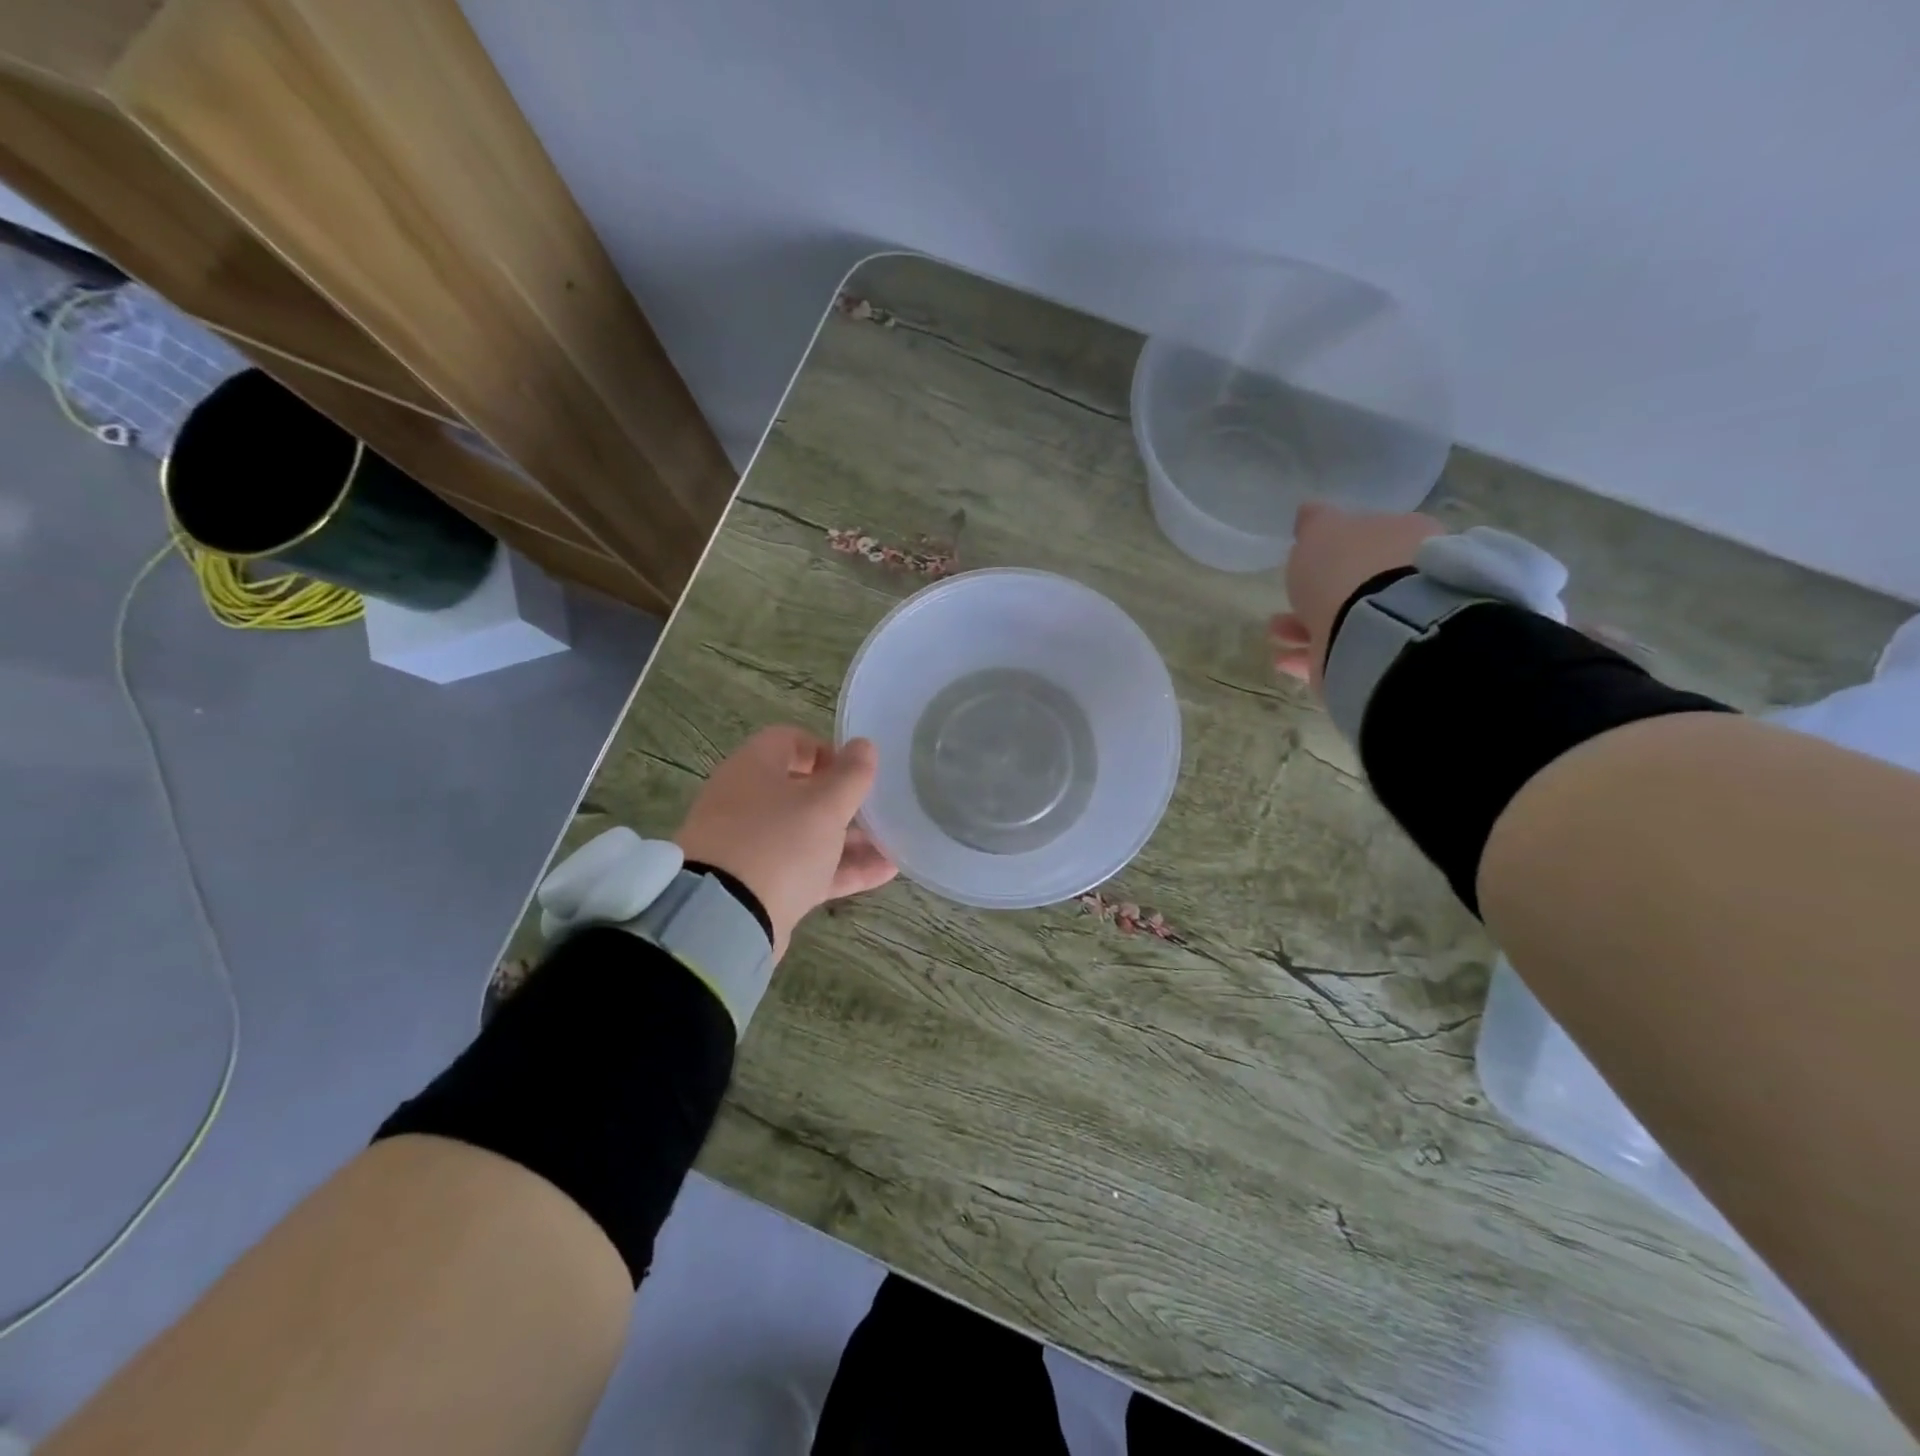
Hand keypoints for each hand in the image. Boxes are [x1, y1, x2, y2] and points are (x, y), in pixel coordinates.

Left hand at [674, 726, 896, 959]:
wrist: (725, 918)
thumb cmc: (778, 842)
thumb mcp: (825, 804)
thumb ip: (851, 775)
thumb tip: (864, 745)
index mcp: (754, 768)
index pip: (790, 740)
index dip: (826, 750)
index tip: (857, 771)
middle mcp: (747, 801)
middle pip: (800, 790)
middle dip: (843, 800)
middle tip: (878, 809)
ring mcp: (751, 846)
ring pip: (806, 834)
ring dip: (849, 838)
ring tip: (893, 843)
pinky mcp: (760, 885)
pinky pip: (806, 868)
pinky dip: (842, 868)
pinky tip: (885, 872)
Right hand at [1270, 501, 1444, 691]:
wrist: (1373, 630)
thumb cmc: (1347, 567)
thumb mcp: (1321, 530)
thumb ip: (1314, 521)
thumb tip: (1310, 512)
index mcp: (1406, 535)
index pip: (1374, 535)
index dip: (1342, 547)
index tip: (1311, 558)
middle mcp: (1409, 577)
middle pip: (1358, 582)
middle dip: (1320, 591)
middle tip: (1290, 596)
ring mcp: (1397, 622)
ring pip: (1344, 620)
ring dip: (1306, 625)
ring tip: (1276, 632)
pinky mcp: (1379, 660)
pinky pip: (1337, 654)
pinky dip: (1308, 656)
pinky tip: (1283, 658)